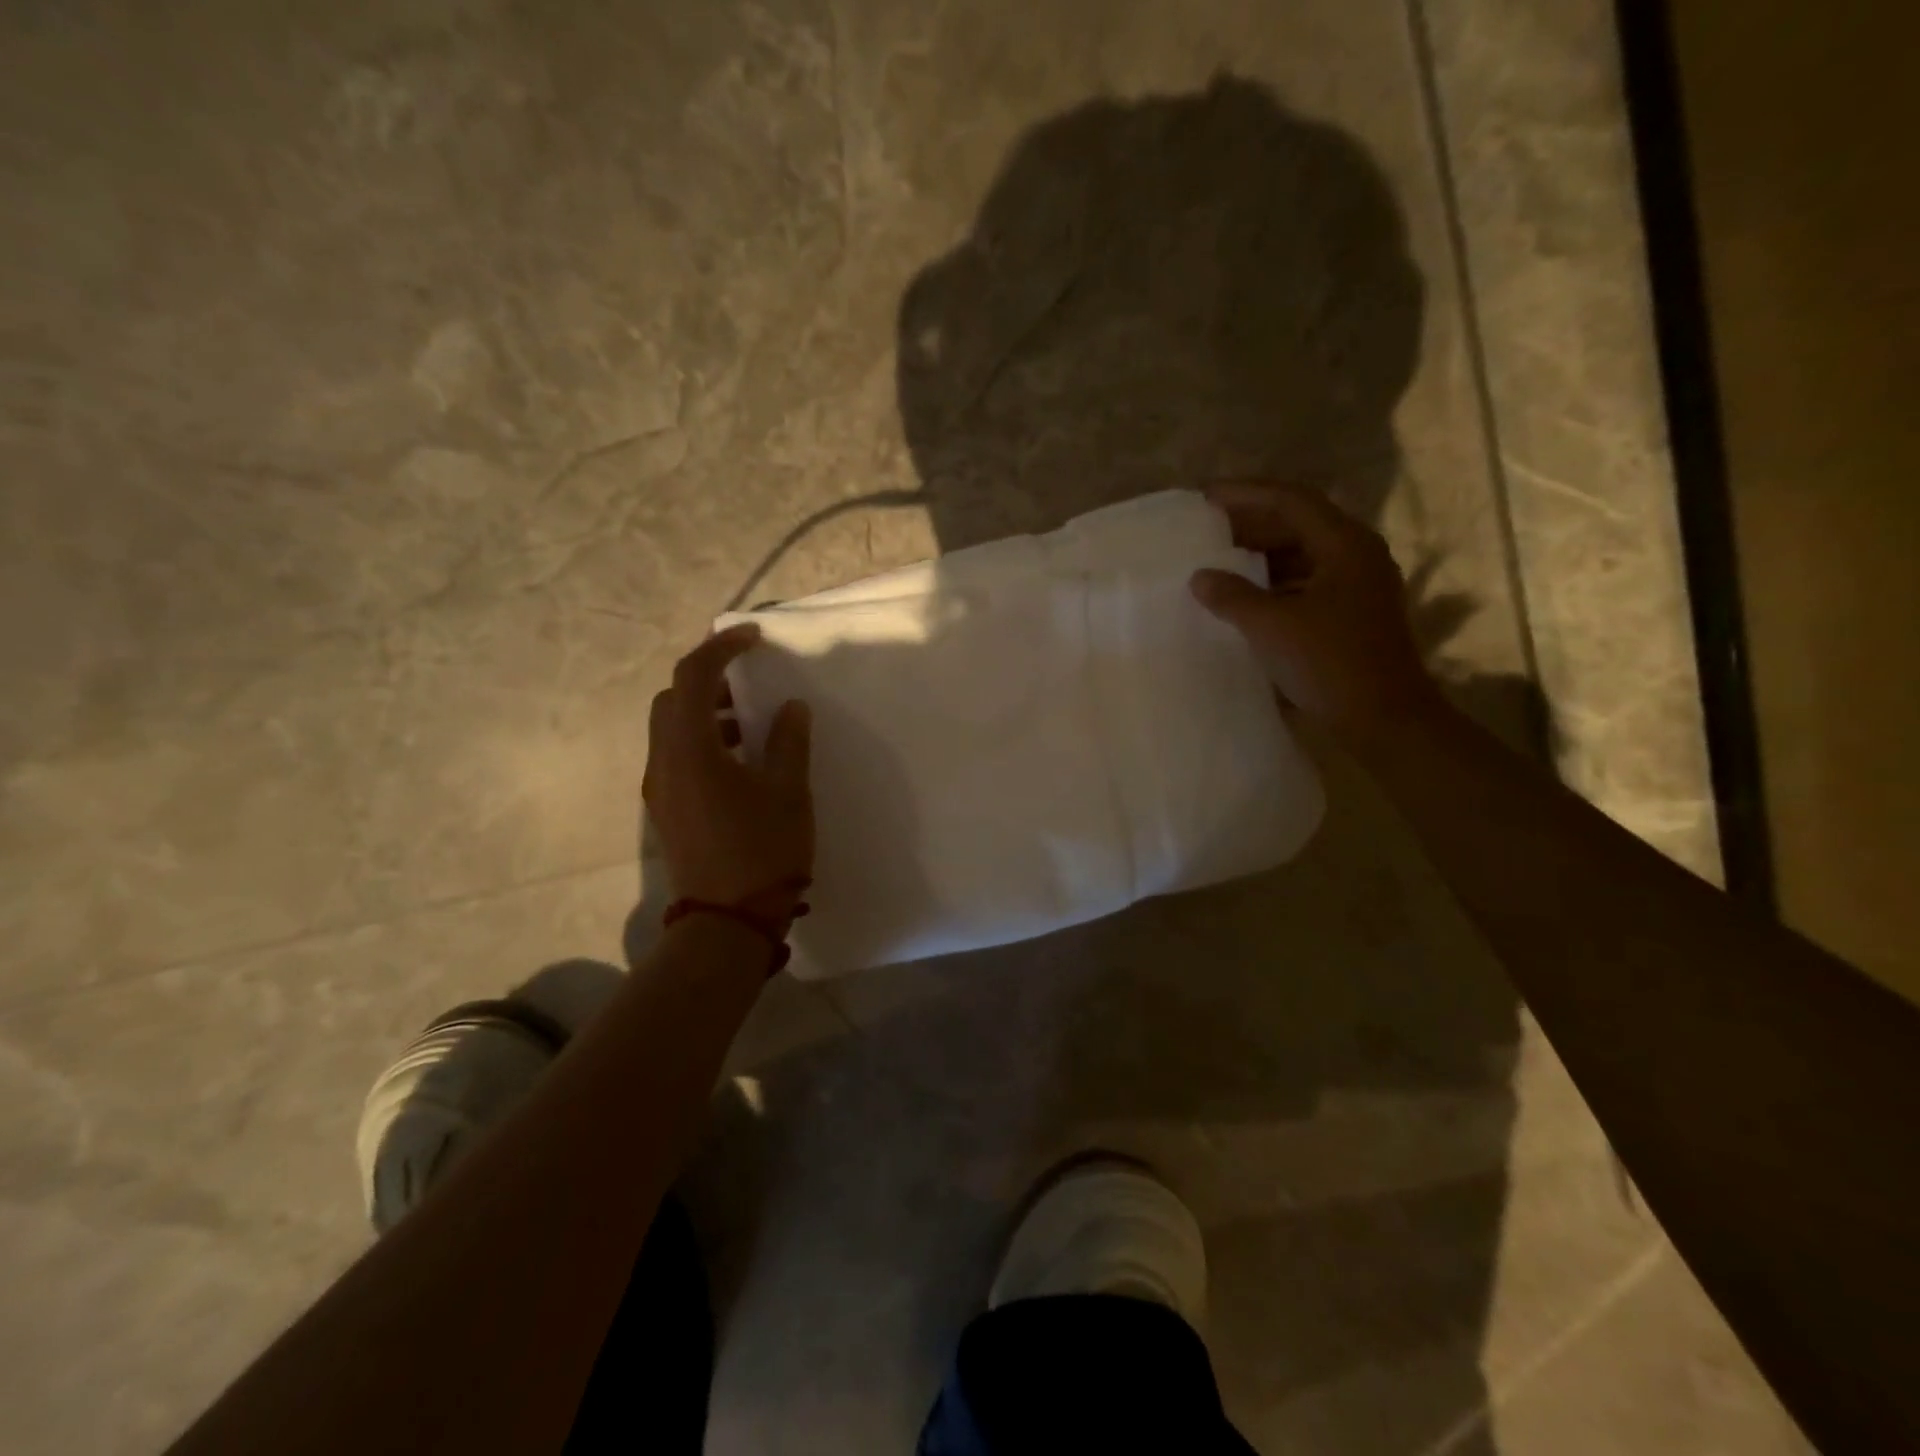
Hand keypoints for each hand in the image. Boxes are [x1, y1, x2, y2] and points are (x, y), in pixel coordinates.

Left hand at [642, 624, 813, 919]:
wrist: (727, 923)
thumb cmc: (762, 851)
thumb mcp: (788, 791)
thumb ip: (788, 741)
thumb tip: (790, 707)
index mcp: (690, 749)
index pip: (694, 677)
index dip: (721, 648)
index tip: (754, 638)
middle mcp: (664, 762)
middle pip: (673, 699)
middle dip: (707, 678)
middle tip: (748, 677)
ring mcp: (660, 789)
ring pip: (672, 728)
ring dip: (705, 711)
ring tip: (749, 721)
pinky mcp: (667, 810)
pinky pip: (677, 756)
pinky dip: (703, 740)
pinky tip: (740, 761)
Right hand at [1189, 482, 1442, 736]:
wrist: (1384, 719)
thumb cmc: (1330, 663)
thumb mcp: (1272, 626)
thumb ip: (1232, 596)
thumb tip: (1200, 577)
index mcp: (1345, 545)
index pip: (1291, 500)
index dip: (1246, 494)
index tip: (1206, 497)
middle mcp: (1357, 555)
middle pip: (1299, 523)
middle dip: (1252, 524)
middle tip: (1208, 531)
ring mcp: (1358, 585)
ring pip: (1303, 553)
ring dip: (1262, 555)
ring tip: (1220, 563)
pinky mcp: (1353, 613)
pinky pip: (1307, 581)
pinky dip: (1275, 582)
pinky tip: (1247, 598)